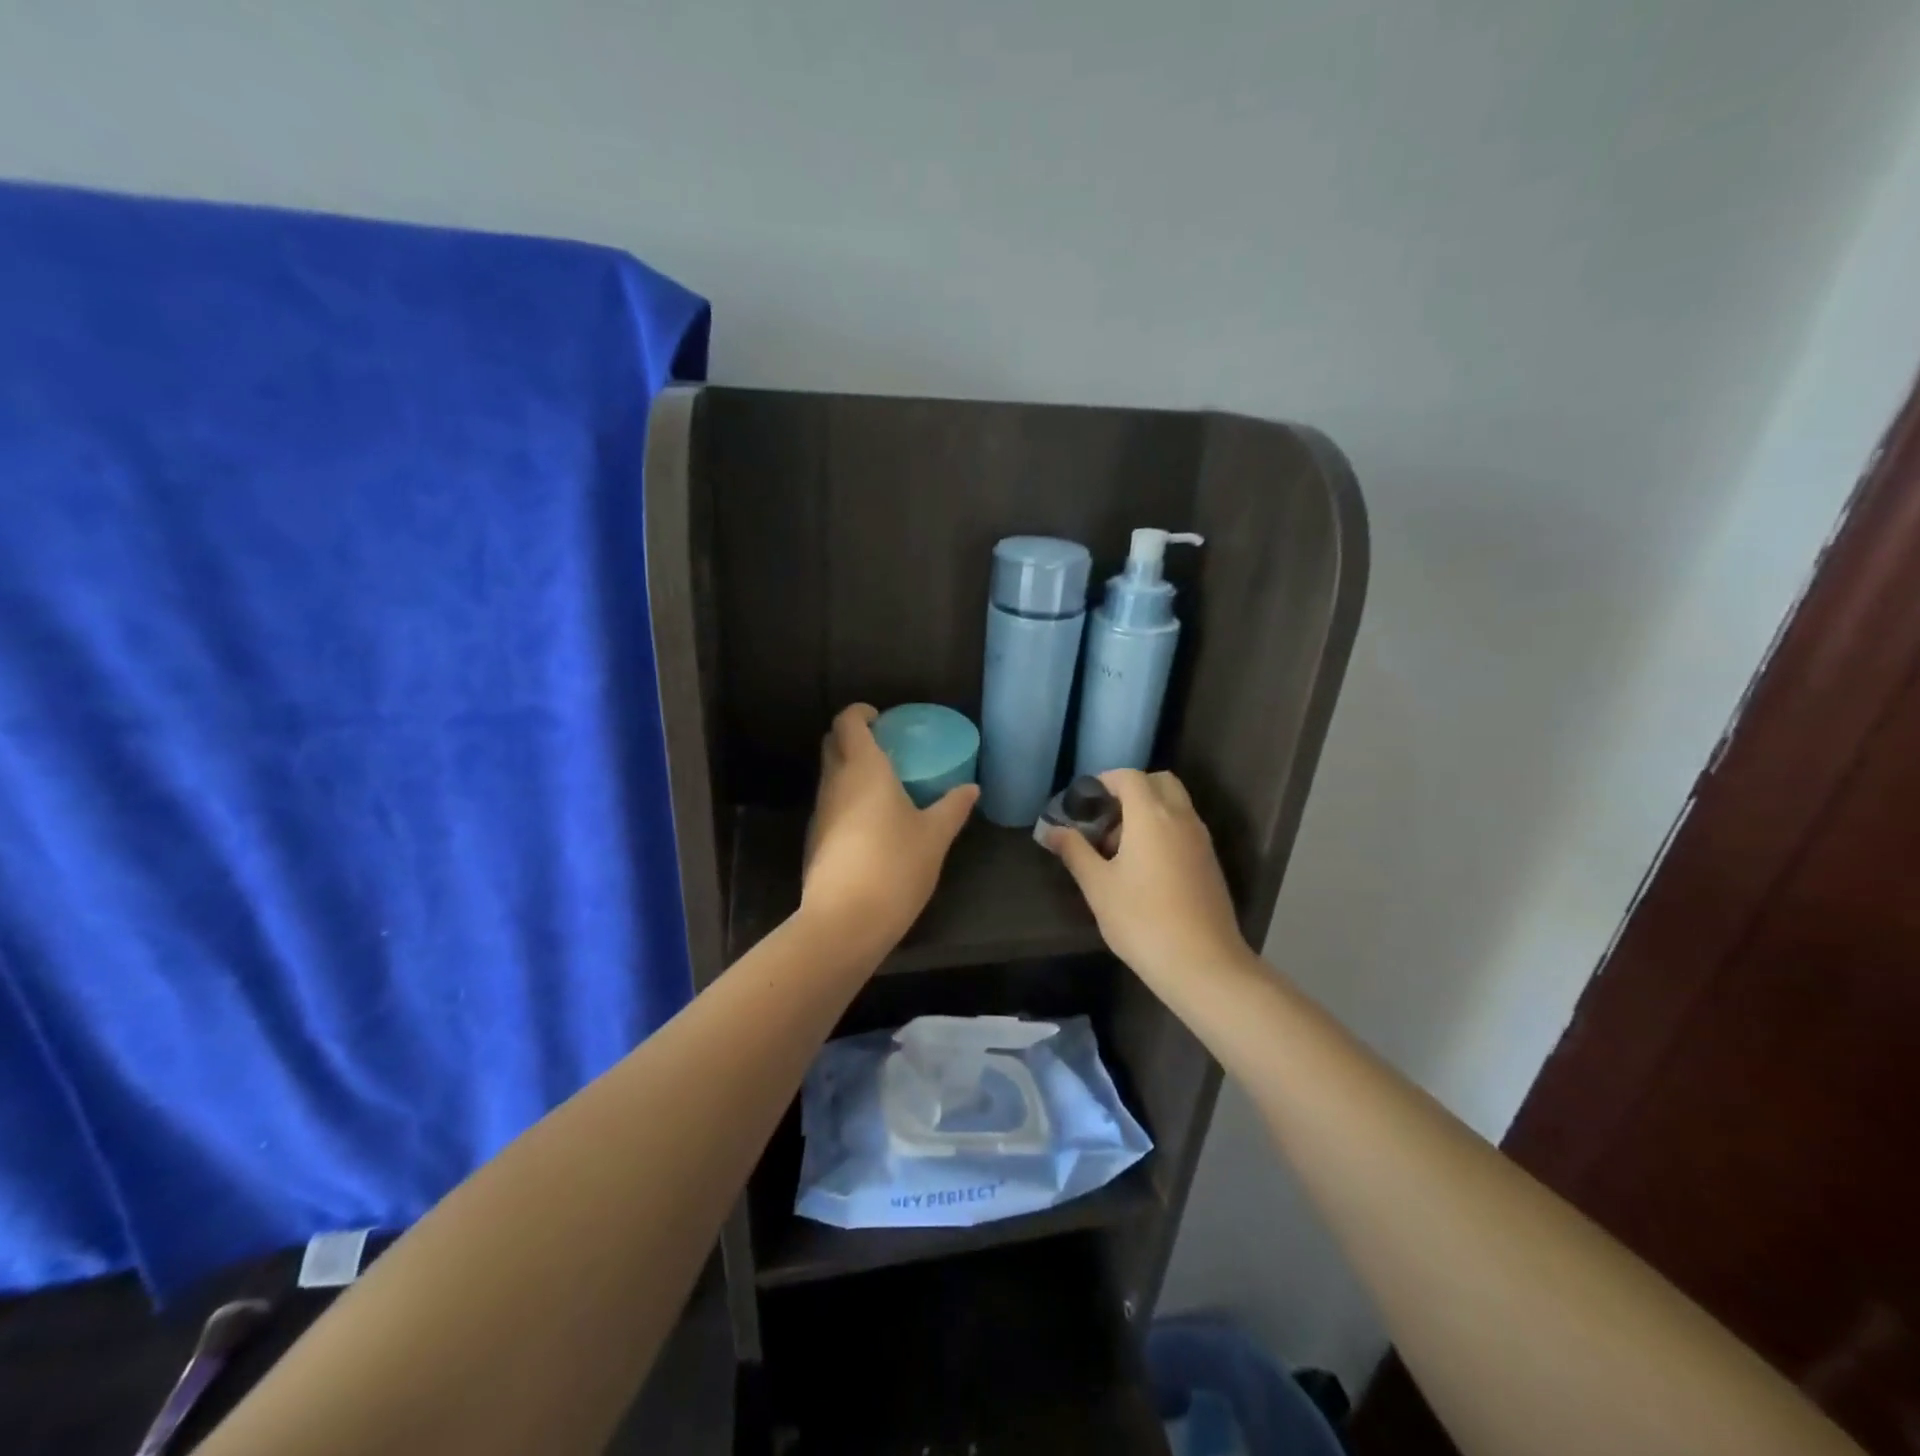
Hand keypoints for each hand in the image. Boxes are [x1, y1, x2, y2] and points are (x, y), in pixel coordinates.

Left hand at [801, 704, 979, 949]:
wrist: (845, 920)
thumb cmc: (895, 866)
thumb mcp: (934, 836)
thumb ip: (953, 807)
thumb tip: (971, 788)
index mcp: (864, 769)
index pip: (848, 722)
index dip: (861, 712)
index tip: (882, 718)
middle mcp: (835, 782)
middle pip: (833, 743)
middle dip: (853, 736)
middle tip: (886, 747)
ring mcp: (820, 811)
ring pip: (830, 774)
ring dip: (850, 769)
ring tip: (884, 785)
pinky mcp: (815, 838)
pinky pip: (830, 803)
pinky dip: (847, 797)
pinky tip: (872, 822)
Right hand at [1044, 769, 1250, 985]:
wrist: (1203, 964)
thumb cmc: (1142, 921)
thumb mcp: (1098, 887)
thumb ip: (1074, 851)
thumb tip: (1051, 830)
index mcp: (1151, 816)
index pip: (1130, 776)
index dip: (1105, 781)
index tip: (1084, 802)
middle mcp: (1181, 818)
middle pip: (1159, 782)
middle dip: (1130, 791)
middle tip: (1105, 821)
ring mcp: (1201, 840)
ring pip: (1175, 805)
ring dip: (1148, 811)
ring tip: (1120, 850)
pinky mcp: (1210, 862)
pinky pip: (1184, 827)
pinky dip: (1164, 830)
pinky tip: (1144, 869)